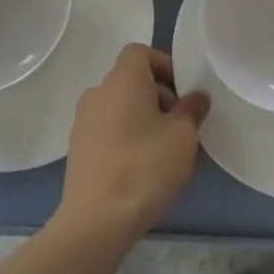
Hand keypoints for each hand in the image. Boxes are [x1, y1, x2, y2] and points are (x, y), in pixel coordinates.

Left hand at [58, 44, 208, 245]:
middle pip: (130, 80)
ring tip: (165, 150)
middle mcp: (98, 93)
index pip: (139, 52)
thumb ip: (192, 110)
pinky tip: (142, 168)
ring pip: (120, 107)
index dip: (163, 64)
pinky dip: (126, 137)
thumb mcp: (183, 136)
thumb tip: (196, 98)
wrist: (96, 221)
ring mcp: (83, 123)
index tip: (182, 92)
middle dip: (158, 96)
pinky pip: (108, 130)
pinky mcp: (77, 150)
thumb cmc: (144, 167)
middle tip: (181, 125)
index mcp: (122, 80)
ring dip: (143, 119)